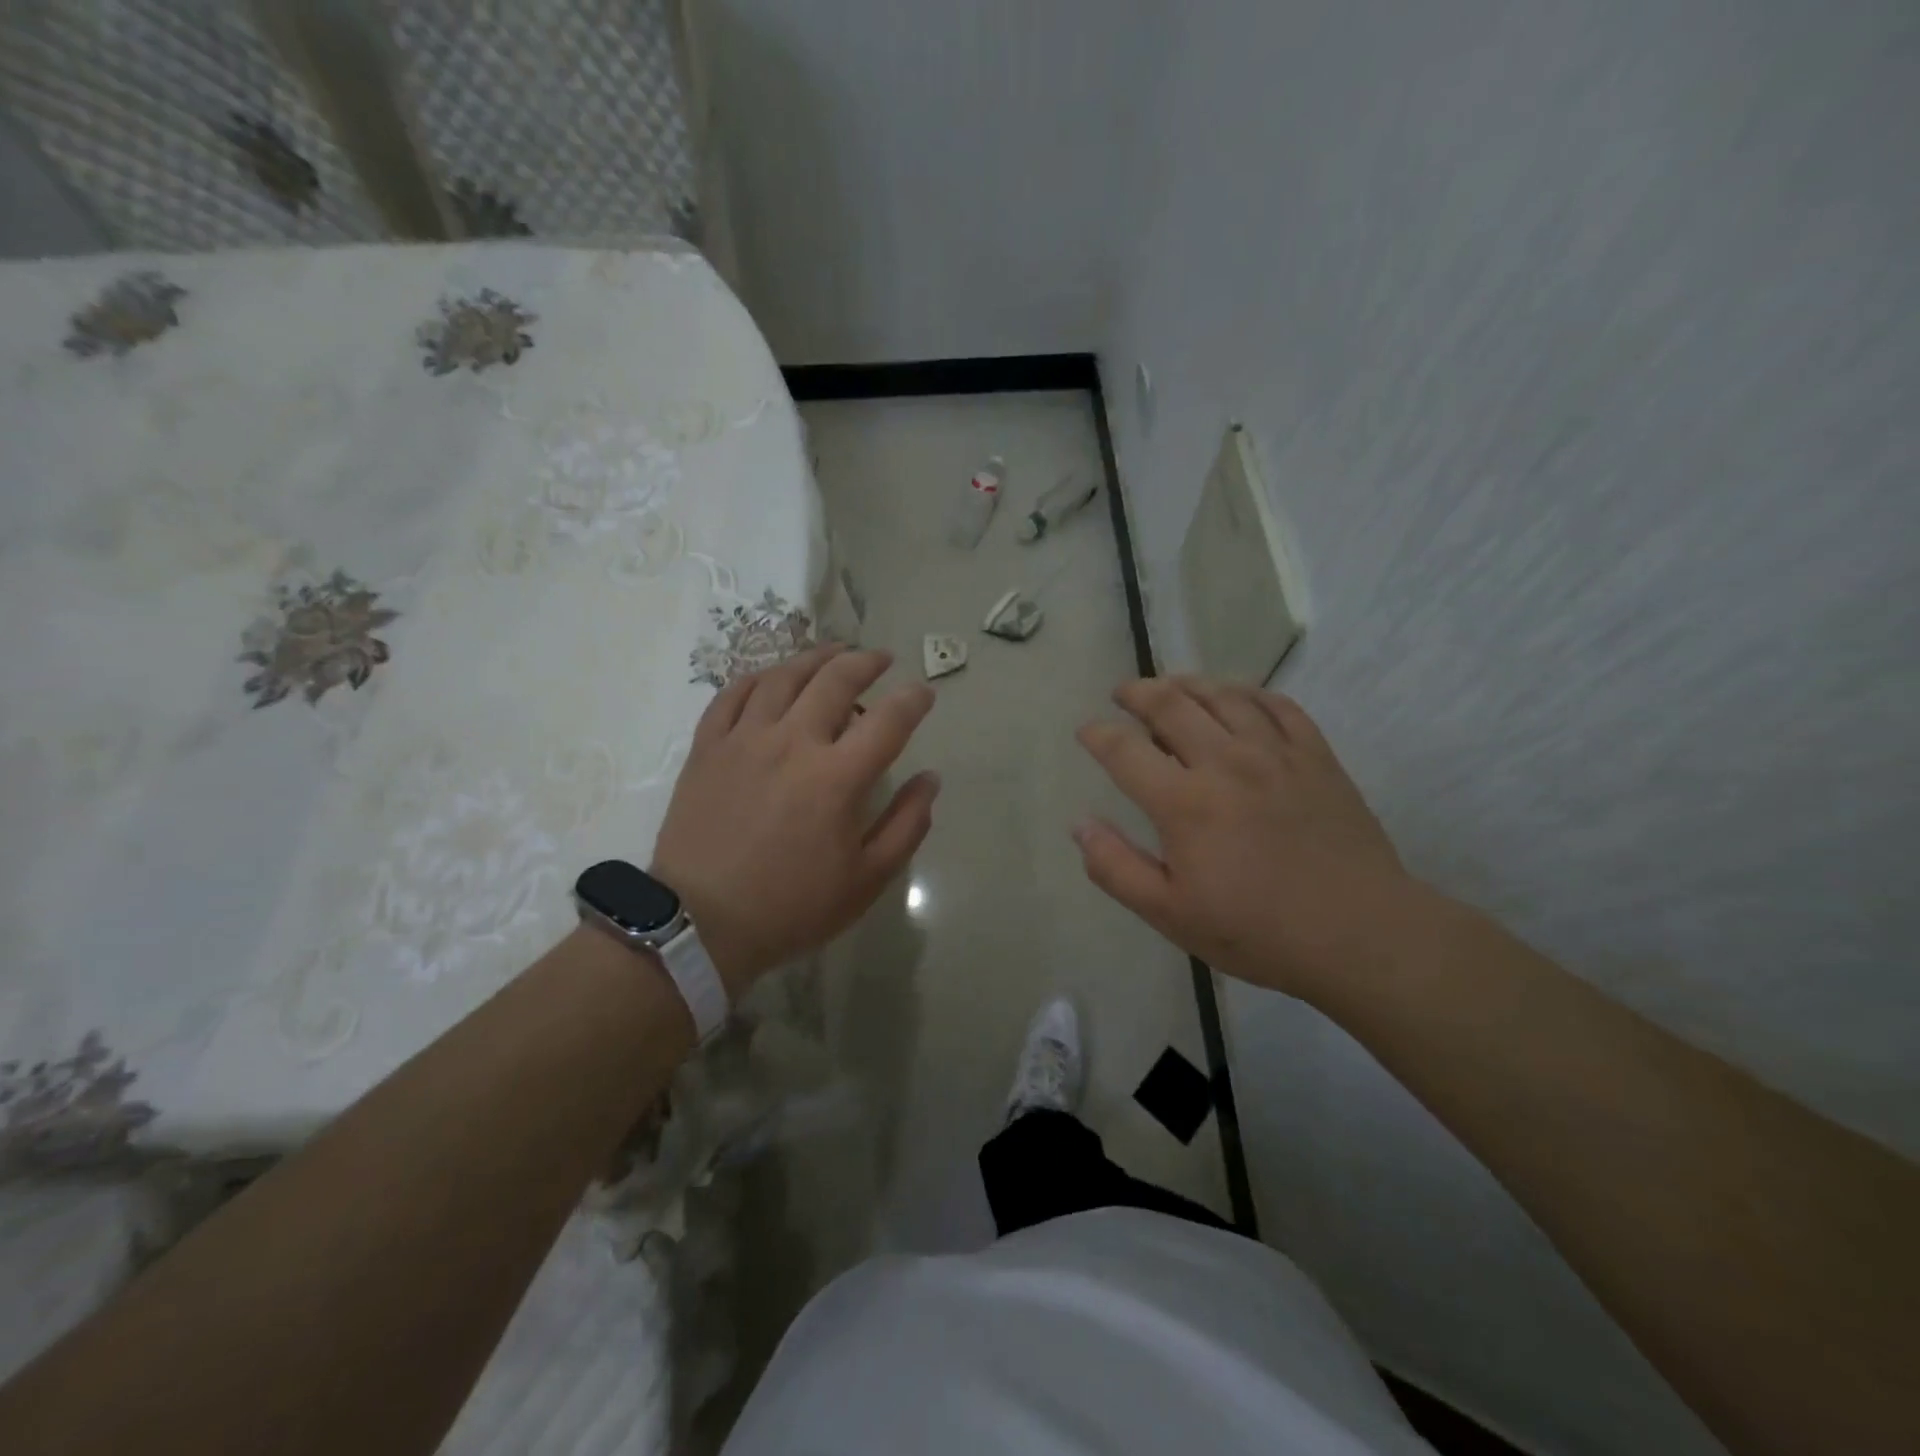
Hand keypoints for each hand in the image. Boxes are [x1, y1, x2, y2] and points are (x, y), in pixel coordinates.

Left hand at [651, 645, 938, 993]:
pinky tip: (773, 677)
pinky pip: (733, 694)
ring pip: (784, 676)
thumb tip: (931, 779)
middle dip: (866, 662)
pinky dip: (759, 677)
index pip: (889, 719)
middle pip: (836, 680)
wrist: (700, 924)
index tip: (924, 692)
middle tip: (880, 659)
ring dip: (816, 657)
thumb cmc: (792, 907)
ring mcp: (745, 739)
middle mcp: (793, 742)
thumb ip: (907, 824)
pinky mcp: (708, 747)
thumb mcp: (867, 880)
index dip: (913, 699)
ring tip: (834, 653)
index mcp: (838, 777)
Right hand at [1074, 676, 1416, 1000]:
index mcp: (1184, 802)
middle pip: (1171, 705)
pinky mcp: (1315, 756)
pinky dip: (1249, 693)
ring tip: (1171, 685)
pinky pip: (1278, 705)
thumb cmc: (1257, 931)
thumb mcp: (1170, 914)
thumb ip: (1116, 867)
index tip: (1087, 731)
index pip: (1124, 750)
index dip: (1098, 735)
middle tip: (1123, 693)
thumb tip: (1080, 824)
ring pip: (1223, 696)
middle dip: (1138, 692)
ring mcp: (1275, 753)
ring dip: (1188, 683)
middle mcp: (1225, 762)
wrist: (1361, 934)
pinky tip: (1237, 697)